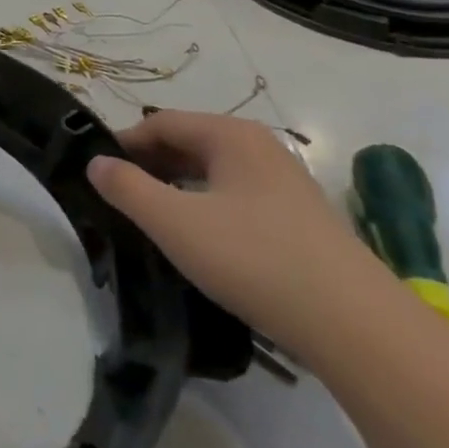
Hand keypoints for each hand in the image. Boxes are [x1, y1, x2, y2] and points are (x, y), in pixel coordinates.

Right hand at [86, 110, 403, 362]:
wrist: (353, 324)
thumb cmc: (253, 258)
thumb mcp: (174, 222)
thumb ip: (126, 188)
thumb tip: (96, 163)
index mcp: (231, 136)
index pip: (161, 122)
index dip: (122, 143)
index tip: (95, 173)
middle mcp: (260, 148)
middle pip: (187, 143)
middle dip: (147, 165)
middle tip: (114, 198)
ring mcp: (283, 184)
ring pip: (211, 173)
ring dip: (173, 188)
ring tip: (146, 219)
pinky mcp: (296, 220)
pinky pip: (234, 198)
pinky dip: (202, 207)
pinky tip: (194, 240)